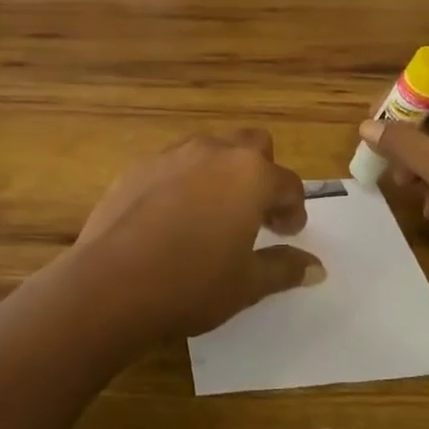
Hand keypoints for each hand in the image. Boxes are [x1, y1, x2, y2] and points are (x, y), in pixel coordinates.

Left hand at [70, 129, 324, 339]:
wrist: (112, 283)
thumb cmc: (192, 284)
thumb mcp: (247, 284)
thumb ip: (284, 268)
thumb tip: (316, 269)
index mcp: (250, 175)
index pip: (288, 183)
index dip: (293, 209)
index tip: (286, 233)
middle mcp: (214, 152)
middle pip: (252, 145)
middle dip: (261, 172)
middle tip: (255, 213)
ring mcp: (172, 154)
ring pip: (210, 149)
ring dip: (221, 172)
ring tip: (212, 214)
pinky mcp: (138, 166)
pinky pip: (173, 164)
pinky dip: (183, 181)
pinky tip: (171, 217)